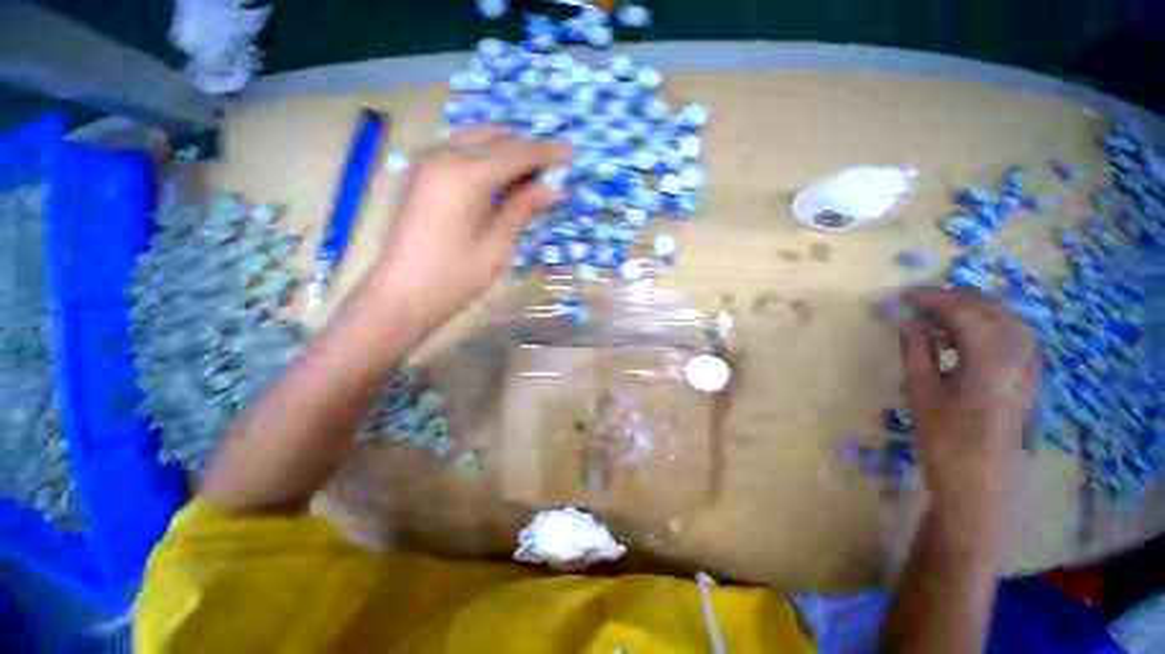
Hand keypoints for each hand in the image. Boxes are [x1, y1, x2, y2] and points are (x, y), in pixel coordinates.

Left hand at [369, 127, 571, 328]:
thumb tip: (553, 187)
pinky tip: (500, 178)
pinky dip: (484, 159)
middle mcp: (442, 155)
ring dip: (506, 152)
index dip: (546, 153)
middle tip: (553, 168)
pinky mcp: (419, 175)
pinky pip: (459, 153)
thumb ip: (523, 207)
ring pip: (476, 141)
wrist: (403, 295)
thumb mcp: (498, 243)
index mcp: (465, 173)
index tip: (571, 153)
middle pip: (496, 141)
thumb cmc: (456, 275)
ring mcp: (425, 161)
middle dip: (527, 151)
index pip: (516, 153)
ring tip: (531, 174)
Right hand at [899, 288, 1038, 550]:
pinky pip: (1010, 336)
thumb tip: (908, 322)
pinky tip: (962, 338)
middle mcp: (1019, 356)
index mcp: (991, 361)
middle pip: (989, 308)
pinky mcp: (1028, 377)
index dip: (931, 298)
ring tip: (936, 317)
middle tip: (916, 303)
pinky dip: (984, 326)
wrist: (980, 487)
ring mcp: (1029, 366)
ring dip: (969, 310)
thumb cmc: (944, 442)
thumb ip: (917, 351)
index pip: (963, 311)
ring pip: (1003, 318)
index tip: (902, 296)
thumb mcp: (921, 394)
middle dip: (951, 299)